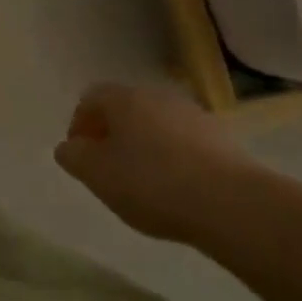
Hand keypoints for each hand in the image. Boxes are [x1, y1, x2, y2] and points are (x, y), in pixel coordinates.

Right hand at [53, 84, 256, 243]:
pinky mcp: (223, 139)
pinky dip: (175, 159)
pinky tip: (179, 188)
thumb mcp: (97, 175)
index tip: (80, 155)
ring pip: (157, 125)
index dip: (79, 125)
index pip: (90, 99)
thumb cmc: (152, 183)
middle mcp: (156, 95)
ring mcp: (192, 115)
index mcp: (122, 98)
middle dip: (113, 134)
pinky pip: (185, 143)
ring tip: (146, 182)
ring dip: (145, 145)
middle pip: (125, 109)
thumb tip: (68, 147)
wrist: (233, 204)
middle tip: (109, 168)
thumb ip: (74, 157)